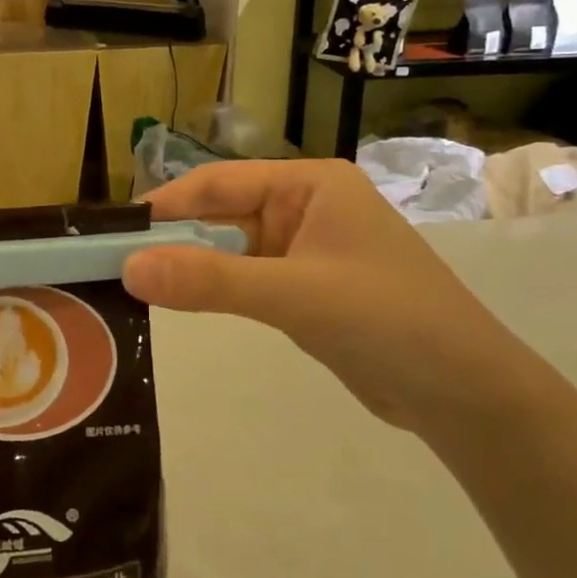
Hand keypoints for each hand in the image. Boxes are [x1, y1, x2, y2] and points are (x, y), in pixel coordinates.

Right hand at [123, 159, 539, 432]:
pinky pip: (246, 279)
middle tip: (111, 265)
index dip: (164, 205)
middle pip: (221, 214)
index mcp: (309, 184)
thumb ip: (210, 281)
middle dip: (172, 239)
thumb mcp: (294, 295)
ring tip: (132, 285)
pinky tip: (179, 303)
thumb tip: (128, 269)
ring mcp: (305, 249)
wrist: (465, 394)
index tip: (112, 232)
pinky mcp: (305, 288)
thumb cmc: (387, 320)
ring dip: (190, 266)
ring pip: (230, 249)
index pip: (219, 183)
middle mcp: (304, 206)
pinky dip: (214, 290)